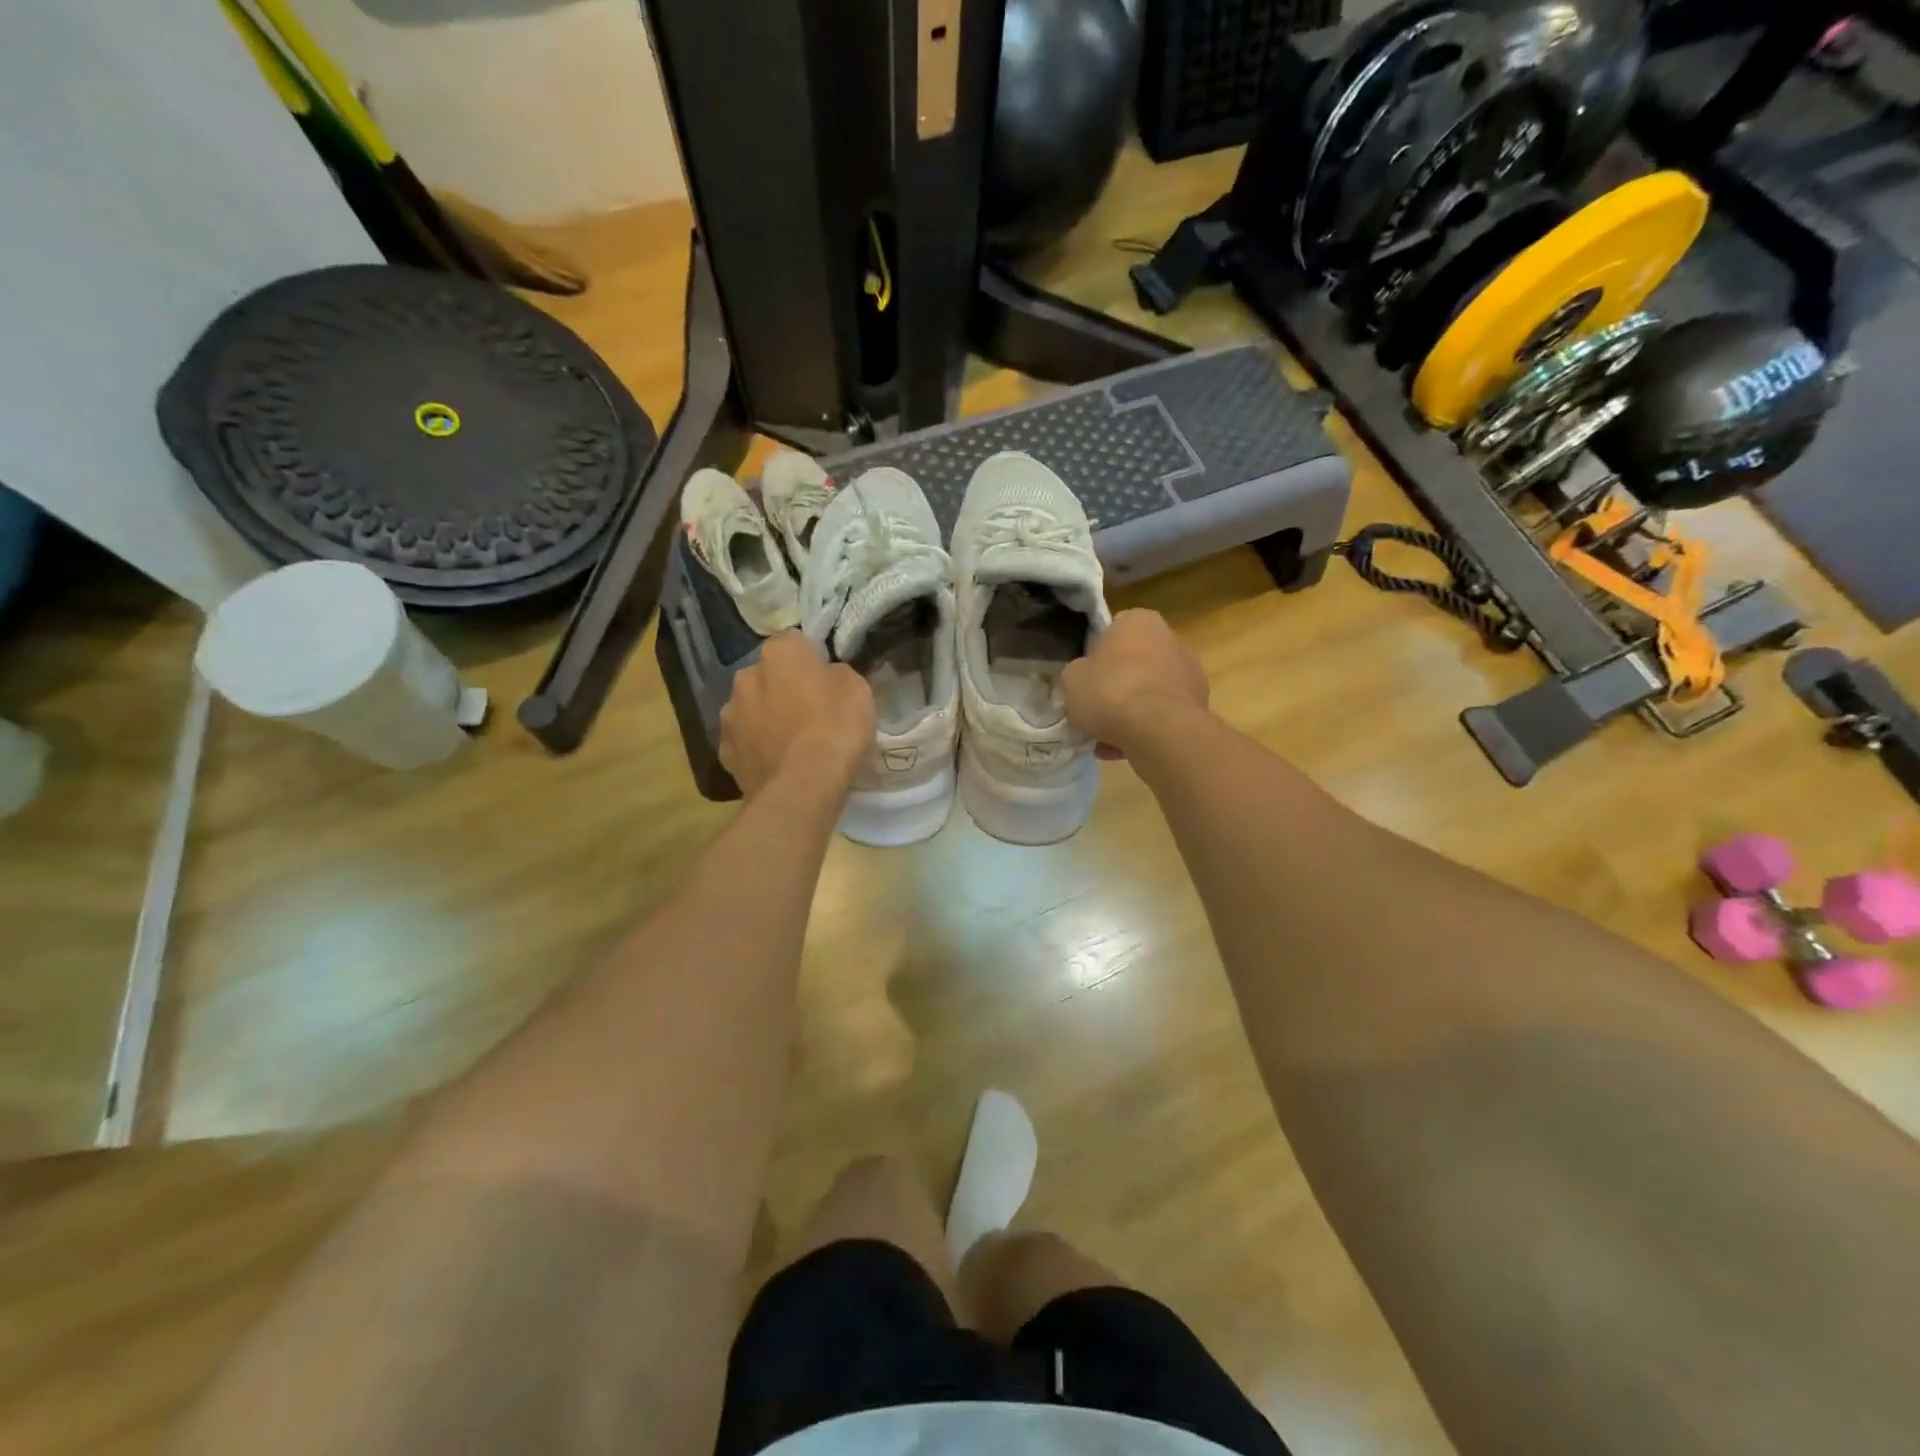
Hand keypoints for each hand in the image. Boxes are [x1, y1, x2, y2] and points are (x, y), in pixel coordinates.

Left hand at [720, 633, 874, 799]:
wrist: (803, 786)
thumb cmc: (835, 728)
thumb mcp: (857, 689)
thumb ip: (837, 674)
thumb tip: (827, 677)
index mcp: (779, 652)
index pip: (797, 643)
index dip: (814, 661)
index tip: (828, 682)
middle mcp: (746, 676)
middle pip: (769, 675)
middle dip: (784, 688)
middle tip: (812, 712)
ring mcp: (730, 716)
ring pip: (752, 708)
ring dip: (767, 718)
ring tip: (792, 743)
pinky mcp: (725, 752)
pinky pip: (745, 742)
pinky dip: (758, 748)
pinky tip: (778, 764)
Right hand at [1062, 609, 1209, 757]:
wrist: (1157, 730)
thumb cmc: (1110, 691)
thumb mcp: (1072, 679)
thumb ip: (1078, 672)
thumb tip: (1086, 678)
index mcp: (1139, 621)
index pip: (1113, 630)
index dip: (1097, 655)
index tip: (1087, 678)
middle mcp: (1170, 639)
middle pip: (1134, 664)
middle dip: (1117, 687)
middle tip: (1096, 711)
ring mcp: (1189, 673)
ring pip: (1148, 693)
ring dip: (1130, 713)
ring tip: (1106, 740)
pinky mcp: (1198, 705)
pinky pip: (1162, 716)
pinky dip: (1146, 730)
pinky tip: (1124, 750)